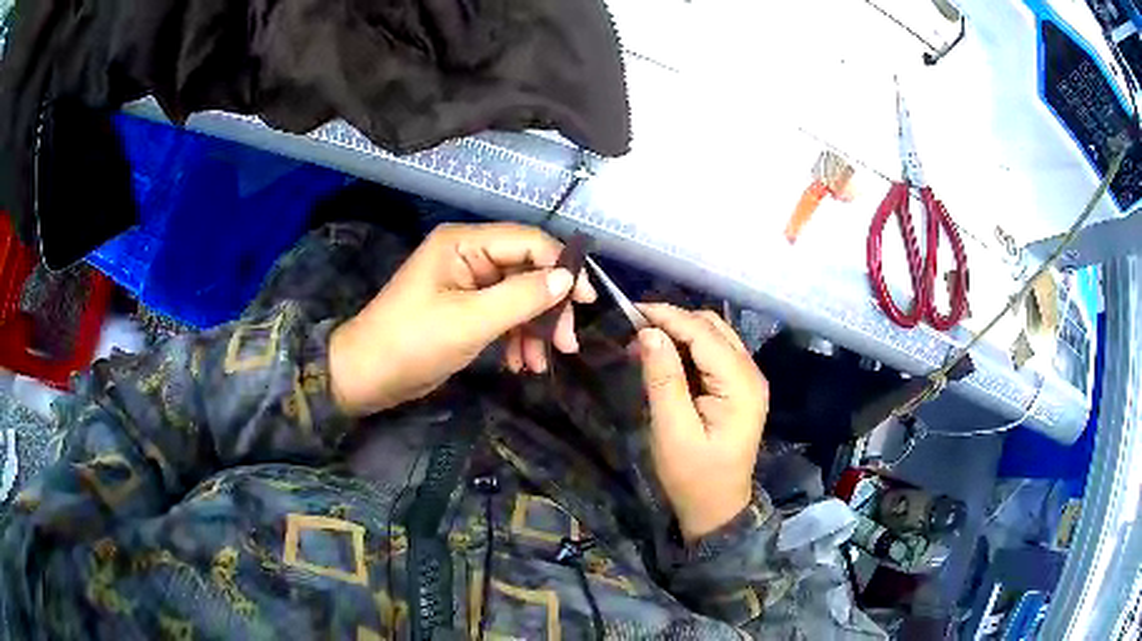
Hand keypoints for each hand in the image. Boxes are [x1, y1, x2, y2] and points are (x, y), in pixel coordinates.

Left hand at [329, 223, 595, 416]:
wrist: (367, 377)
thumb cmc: (412, 343)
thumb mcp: (470, 321)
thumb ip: (522, 297)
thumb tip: (568, 279)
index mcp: (464, 243)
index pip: (528, 241)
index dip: (562, 267)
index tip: (586, 302)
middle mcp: (468, 255)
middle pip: (527, 270)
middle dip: (548, 307)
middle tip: (566, 344)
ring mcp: (466, 282)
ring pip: (518, 296)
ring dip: (534, 328)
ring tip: (540, 363)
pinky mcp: (464, 308)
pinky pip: (502, 315)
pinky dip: (515, 337)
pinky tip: (519, 363)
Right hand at [635, 304, 768, 541]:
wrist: (717, 507)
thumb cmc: (693, 476)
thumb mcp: (672, 431)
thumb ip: (663, 380)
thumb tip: (649, 333)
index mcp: (741, 384)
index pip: (705, 334)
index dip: (669, 317)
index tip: (631, 311)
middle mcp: (751, 373)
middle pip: (713, 327)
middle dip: (674, 321)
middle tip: (633, 328)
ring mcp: (747, 379)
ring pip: (714, 336)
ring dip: (680, 332)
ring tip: (644, 340)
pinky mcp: (738, 387)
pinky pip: (713, 353)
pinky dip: (687, 347)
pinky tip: (663, 356)